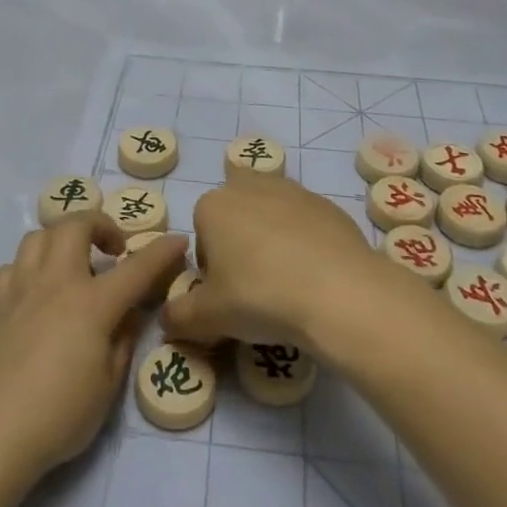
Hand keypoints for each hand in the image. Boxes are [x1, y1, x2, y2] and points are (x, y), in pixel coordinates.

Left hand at [0, 215, 187, 502]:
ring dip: (61, 240)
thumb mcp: (108, 384)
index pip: (136, 268)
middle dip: (100, 225)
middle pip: (75, 226)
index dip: (161, 251)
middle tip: (113, 250)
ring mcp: (19, 290)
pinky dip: (28, 269)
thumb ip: (123, 339)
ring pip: (38, 236)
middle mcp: (55, 283)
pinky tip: (35, 293)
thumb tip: (130, 312)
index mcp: (91, 304)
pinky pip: (11, 267)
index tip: (178, 240)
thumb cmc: (59, 416)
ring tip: (72, 265)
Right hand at [164, 170, 387, 355]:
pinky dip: (307, 245)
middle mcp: (250, 187)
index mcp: (213, 205)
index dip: (210, 268)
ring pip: (272, 216)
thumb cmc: (260, 296)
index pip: (200, 235)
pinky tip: (316, 277)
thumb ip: (177, 316)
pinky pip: (307, 225)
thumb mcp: (206, 317)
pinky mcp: (329, 206)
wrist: (339, 292)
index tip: (225, 295)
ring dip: (273, 241)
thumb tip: (166, 319)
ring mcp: (294, 191)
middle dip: (239, 244)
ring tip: (287, 283)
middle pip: (236, 217)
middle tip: (254, 287)